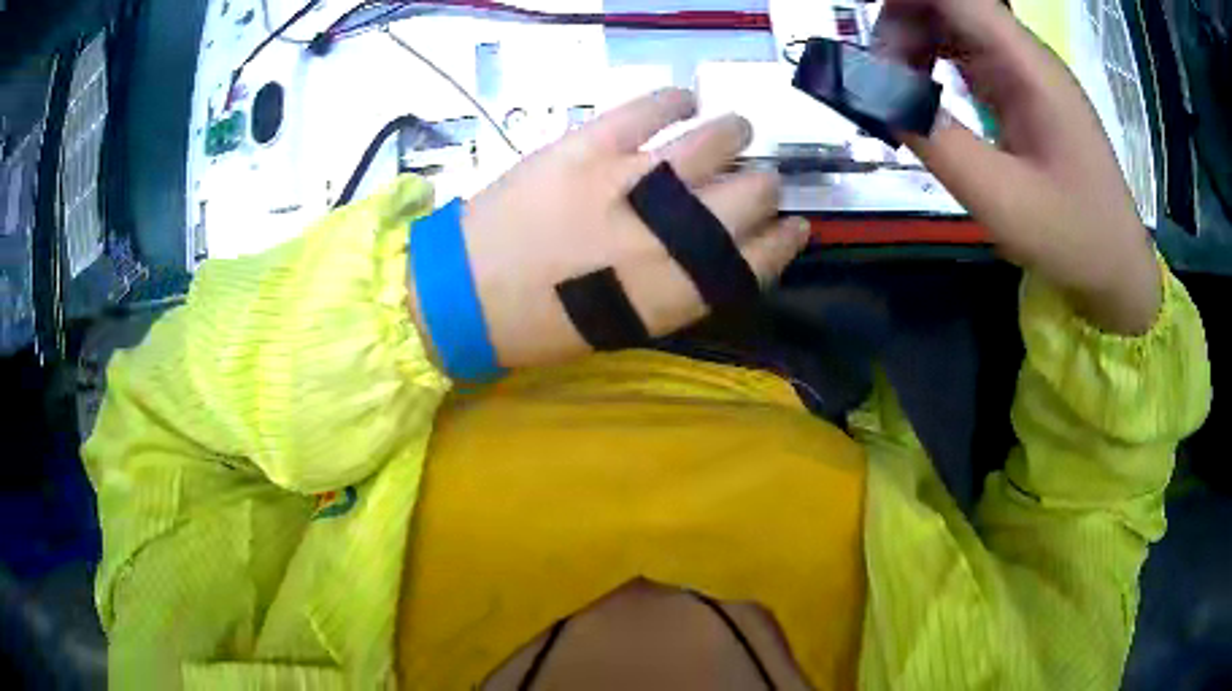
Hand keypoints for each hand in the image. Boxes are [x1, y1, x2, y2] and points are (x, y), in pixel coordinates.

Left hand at [411, 89, 809, 368]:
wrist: (467, 293)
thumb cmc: (547, 324)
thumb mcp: (629, 326)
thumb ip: (683, 288)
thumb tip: (720, 249)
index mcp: (681, 290)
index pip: (762, 256)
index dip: (787, 239)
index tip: (794, 225)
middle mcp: (672, 234)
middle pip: (754, 194)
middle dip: (766, 186)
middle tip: (757, 178)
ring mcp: (632, 180)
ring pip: (717, 140)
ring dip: (736, 132)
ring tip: (735, 130)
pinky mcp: (591, 144)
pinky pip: (652, 107)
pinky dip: (677, 99)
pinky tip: (685, 100)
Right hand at [877, 0, 1161, 333]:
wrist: (1117, 269)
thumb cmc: (1073, 238)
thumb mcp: (1002, 200)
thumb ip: (939, 141)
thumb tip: (875, 95)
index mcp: (1029, 68)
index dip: (905, 1)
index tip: (868, 35)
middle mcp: (1025, 57)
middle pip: (950, 4)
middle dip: (902, 24)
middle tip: (878, 79)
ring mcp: (1025, 74)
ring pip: (954, 27)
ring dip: (915, 45)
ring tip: (896, 94)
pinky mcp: (1023, 94)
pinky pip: (968, 57)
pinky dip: (936, 66)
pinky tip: (924, 99)